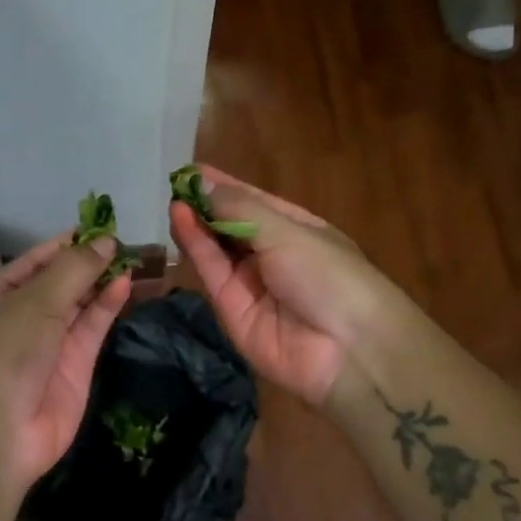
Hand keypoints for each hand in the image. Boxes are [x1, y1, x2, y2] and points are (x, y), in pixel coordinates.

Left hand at [0, 232, 130, 490]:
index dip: (67, 244)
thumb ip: (74, 268)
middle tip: (126, 242)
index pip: (36, 262)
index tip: (101, 226)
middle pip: (61, 283)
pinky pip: (92, 329)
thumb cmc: (4, 348)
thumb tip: (106, 241)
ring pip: (80, 306)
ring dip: (103, 282)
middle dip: (90, 263)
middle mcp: (22, 318)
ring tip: (134, 258)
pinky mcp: (74, 369)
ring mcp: (49, 345)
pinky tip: (124, 284)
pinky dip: (107, 306)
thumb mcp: (36, 299)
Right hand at [170, 166, 402, 407]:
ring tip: (174, 197)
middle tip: (175, 183)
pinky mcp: (230, 309)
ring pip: (216, 248)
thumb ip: (239, 208)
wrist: (347, 349)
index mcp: (297, 230)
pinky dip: (195, 246)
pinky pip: (211, 272)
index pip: (254, 202)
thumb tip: (200, 182)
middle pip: (231, 226)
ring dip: (196, 223)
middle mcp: (272, 255)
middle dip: (206, 205)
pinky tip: (180, 218)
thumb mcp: (287, 231)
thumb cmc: (329, 275)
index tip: (193, 170)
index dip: (225, 186)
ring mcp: (251, 284)